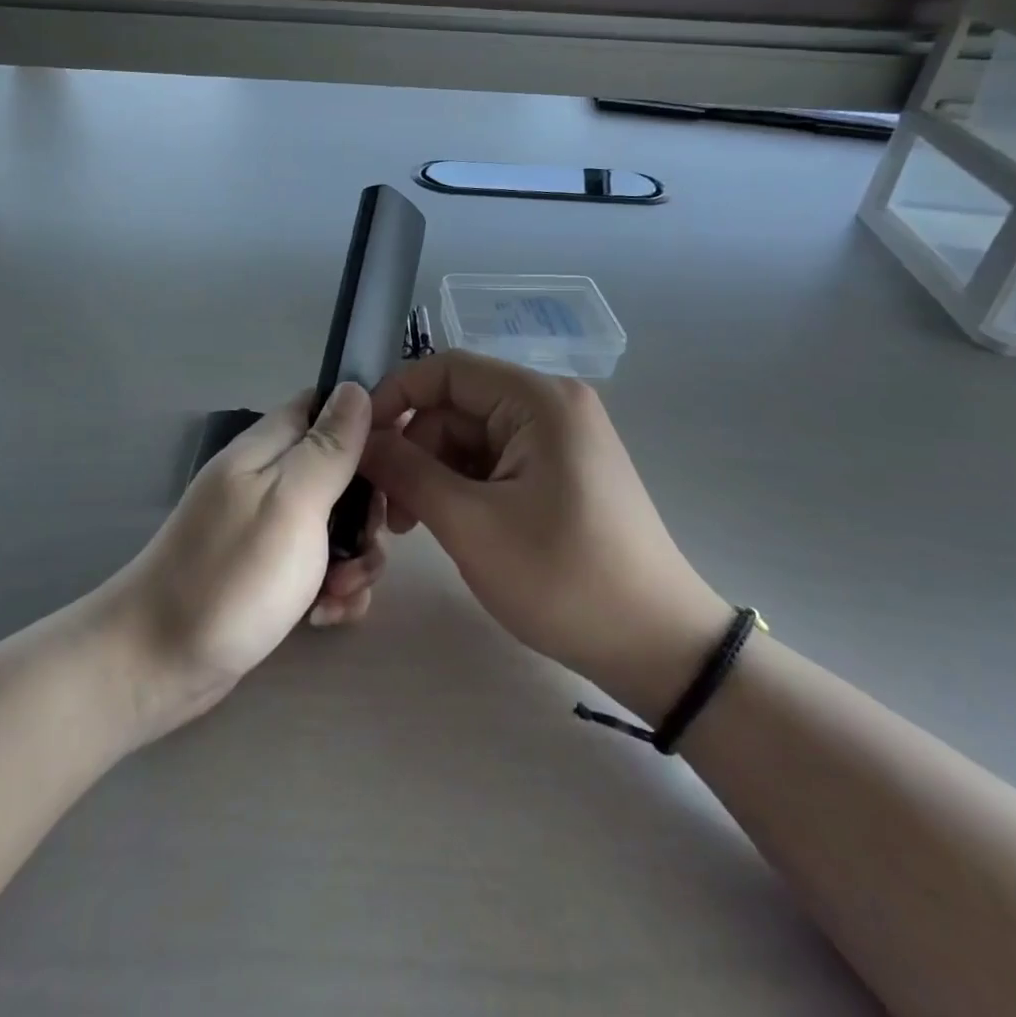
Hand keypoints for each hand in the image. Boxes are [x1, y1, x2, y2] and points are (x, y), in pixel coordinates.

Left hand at [104, 383, 386, 736]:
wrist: (158, 663)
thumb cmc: (232, 575)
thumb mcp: (291, 501)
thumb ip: (328, 447)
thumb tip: (355, 387)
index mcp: (268, 449)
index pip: (324, 408)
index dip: (366, 426)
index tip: (399, 463)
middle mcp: (268, 481)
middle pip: (341, 472)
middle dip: (367, 512)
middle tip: (364, 547)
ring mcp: (267, 529)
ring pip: (336, 526)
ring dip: (353, 559)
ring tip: (339, 594)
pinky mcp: (269, 573)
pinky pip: (318, 567)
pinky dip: (331, 590)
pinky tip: (324, 617)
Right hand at [360, 352, 729, 721]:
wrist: (657, 646)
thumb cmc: (563, 578)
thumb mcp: (470, 524)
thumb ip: (406, 471)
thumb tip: (360, 439)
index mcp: (537, 400)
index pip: (445, 370)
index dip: (393, 397)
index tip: (358, 443)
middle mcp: (549, 406)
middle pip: (455, 406)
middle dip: (413, 449)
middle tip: (389, 509)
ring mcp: (557, 439)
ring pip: (469, 437)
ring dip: (434, 473)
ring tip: (414, 527)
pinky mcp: (559, 470)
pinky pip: (494, 461)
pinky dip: (462, 487)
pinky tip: (449, 525)